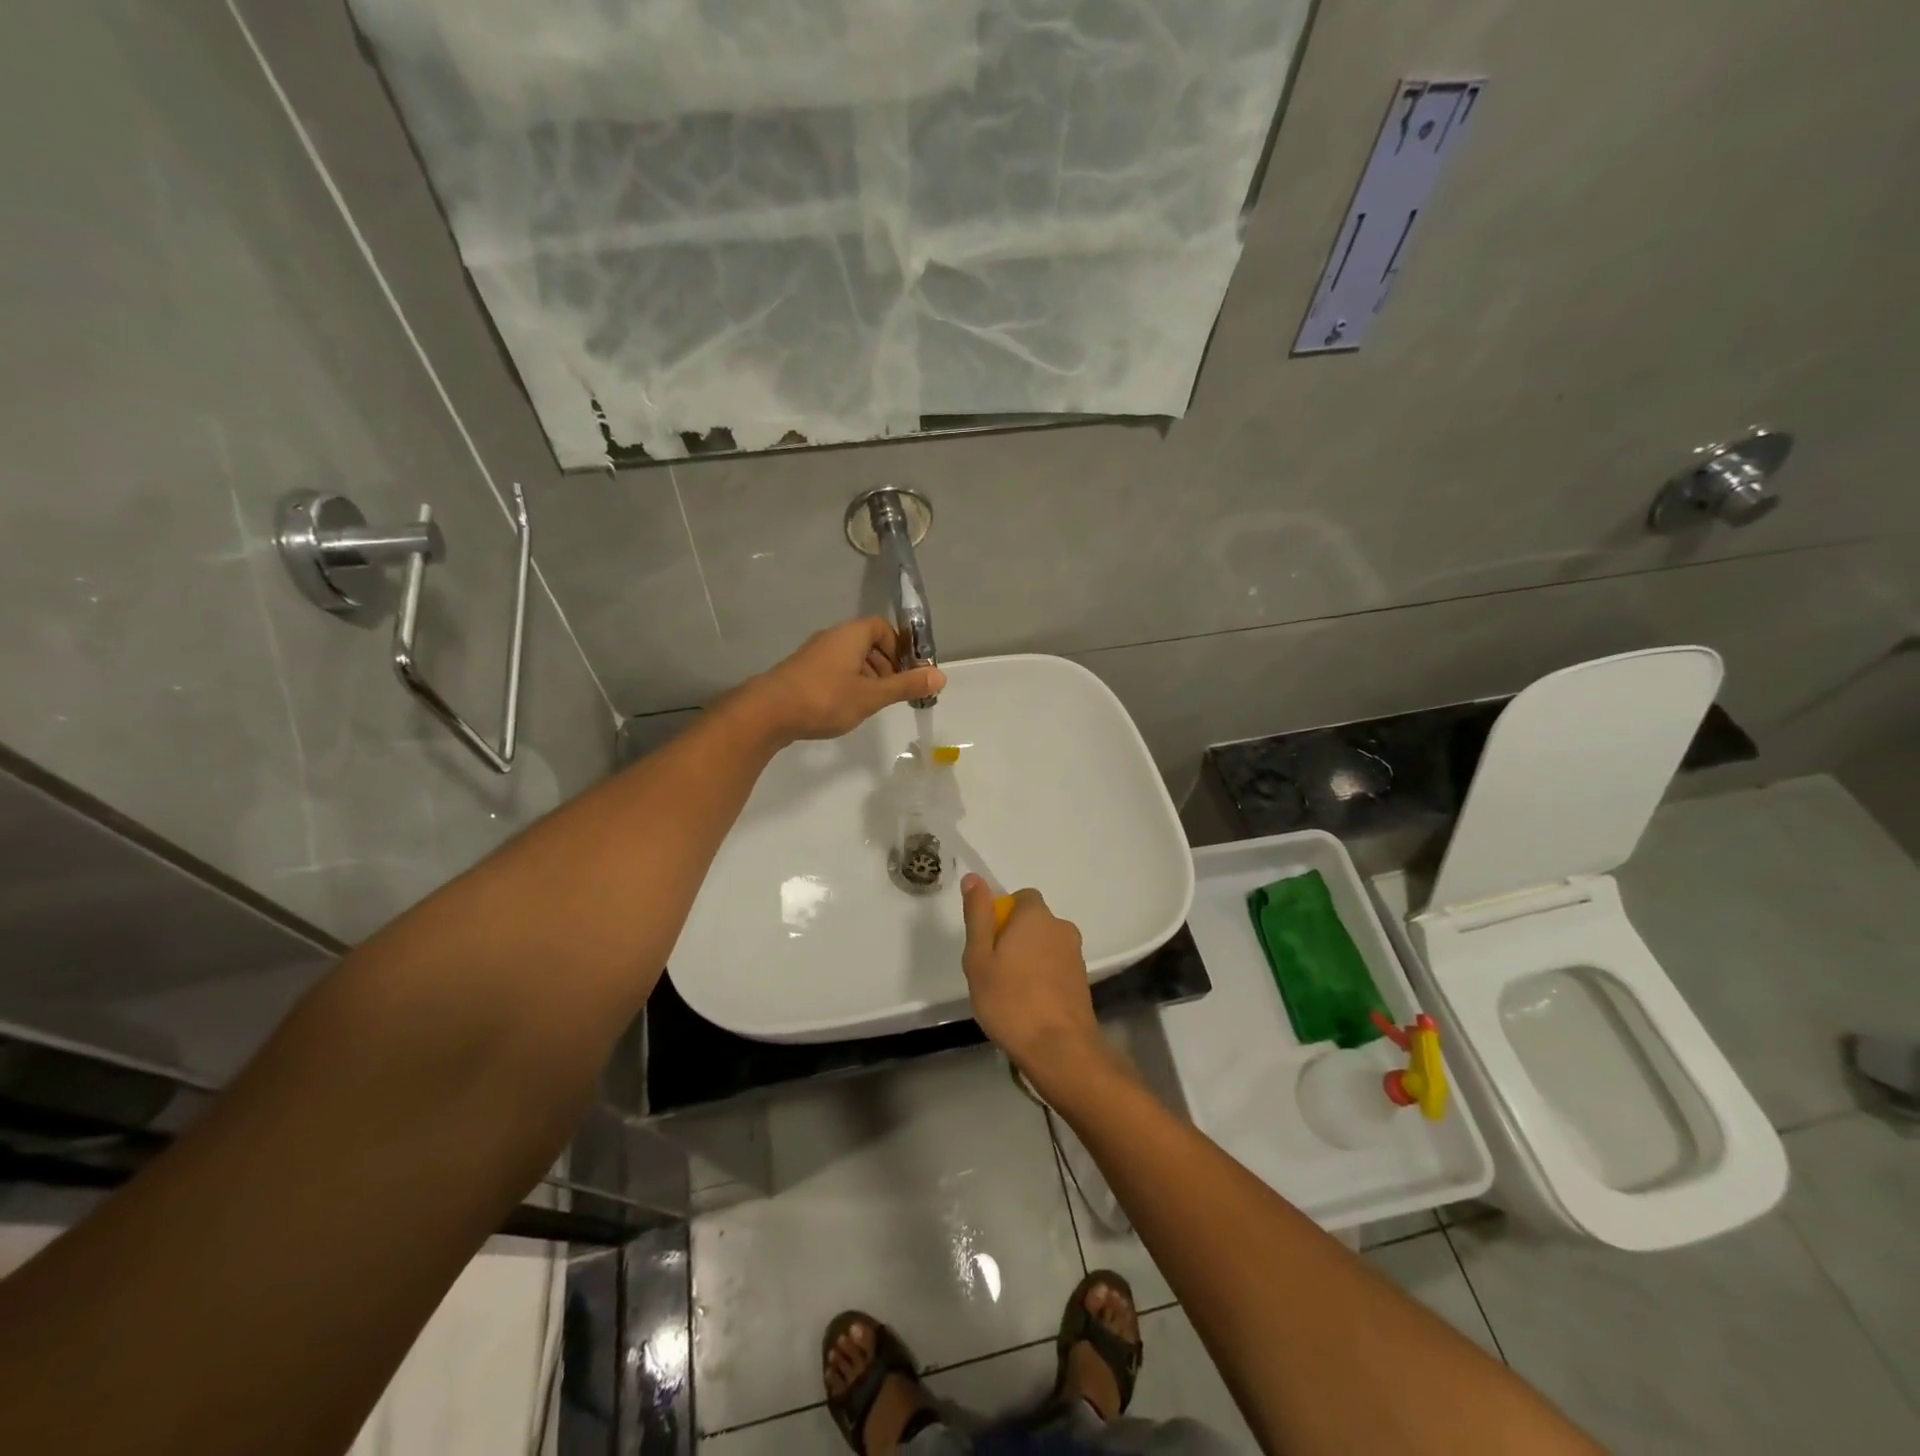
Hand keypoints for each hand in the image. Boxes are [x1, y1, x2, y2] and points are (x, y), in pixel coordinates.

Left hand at [749, 618, 944, 742]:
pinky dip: (847, 684)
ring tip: (871, 704)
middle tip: (893, 692)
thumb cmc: (825, 698)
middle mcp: (832, 638)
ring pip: (850, 659)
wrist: (768, 712)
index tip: (905, 673)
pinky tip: (845, 708)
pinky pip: (834, 671)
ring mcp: (814, 655)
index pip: (881, 627)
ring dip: (866, 677)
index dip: (898, 647)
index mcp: (851, 635)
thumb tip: (941, 676)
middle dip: (885, 665)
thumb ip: (905, 685)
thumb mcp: (872, 695)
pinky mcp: (801, 672)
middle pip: (867, 643)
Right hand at [959, 875, 1110, 1093]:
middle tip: (994, 970)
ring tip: (1010, 992)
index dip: (1003, 915)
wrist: (1060, 1048)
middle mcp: (1061, 928)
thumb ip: (978, 915)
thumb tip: (974, 878)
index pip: (1022, 897)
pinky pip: (1056, 967)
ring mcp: (1076, 955)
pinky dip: (1043, 978)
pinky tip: (1029, 1004)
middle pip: (1034, 922)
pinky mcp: (1082, 981)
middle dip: (1015, 938)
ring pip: (1045, 946)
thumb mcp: (979, 957)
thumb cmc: (1010, 1000)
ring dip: (1030, 959)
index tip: (988, 943)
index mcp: (1036, 916)